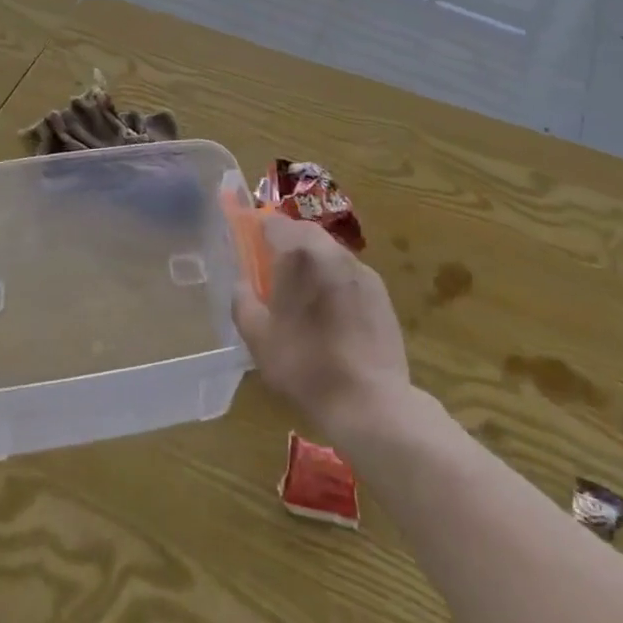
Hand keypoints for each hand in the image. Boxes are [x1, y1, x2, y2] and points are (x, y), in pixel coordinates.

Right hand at [232, 209, 411, 434]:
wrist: (369, 400)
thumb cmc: (304, 366)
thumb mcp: (257, 338)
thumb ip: (242, 300)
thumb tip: (242, 282)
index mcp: (298, 254)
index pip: (273, 222)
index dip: (258, 232)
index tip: (251, 251)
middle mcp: (331, 250)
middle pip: (303, 231)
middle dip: (287, 244)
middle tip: (275, 274)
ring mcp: (360, 269)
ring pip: (328, 250)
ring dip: (312, 261)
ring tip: (304, 296)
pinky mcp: (380, 290)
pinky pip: (348, 272)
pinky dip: (335, 280)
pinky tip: (333, 313)